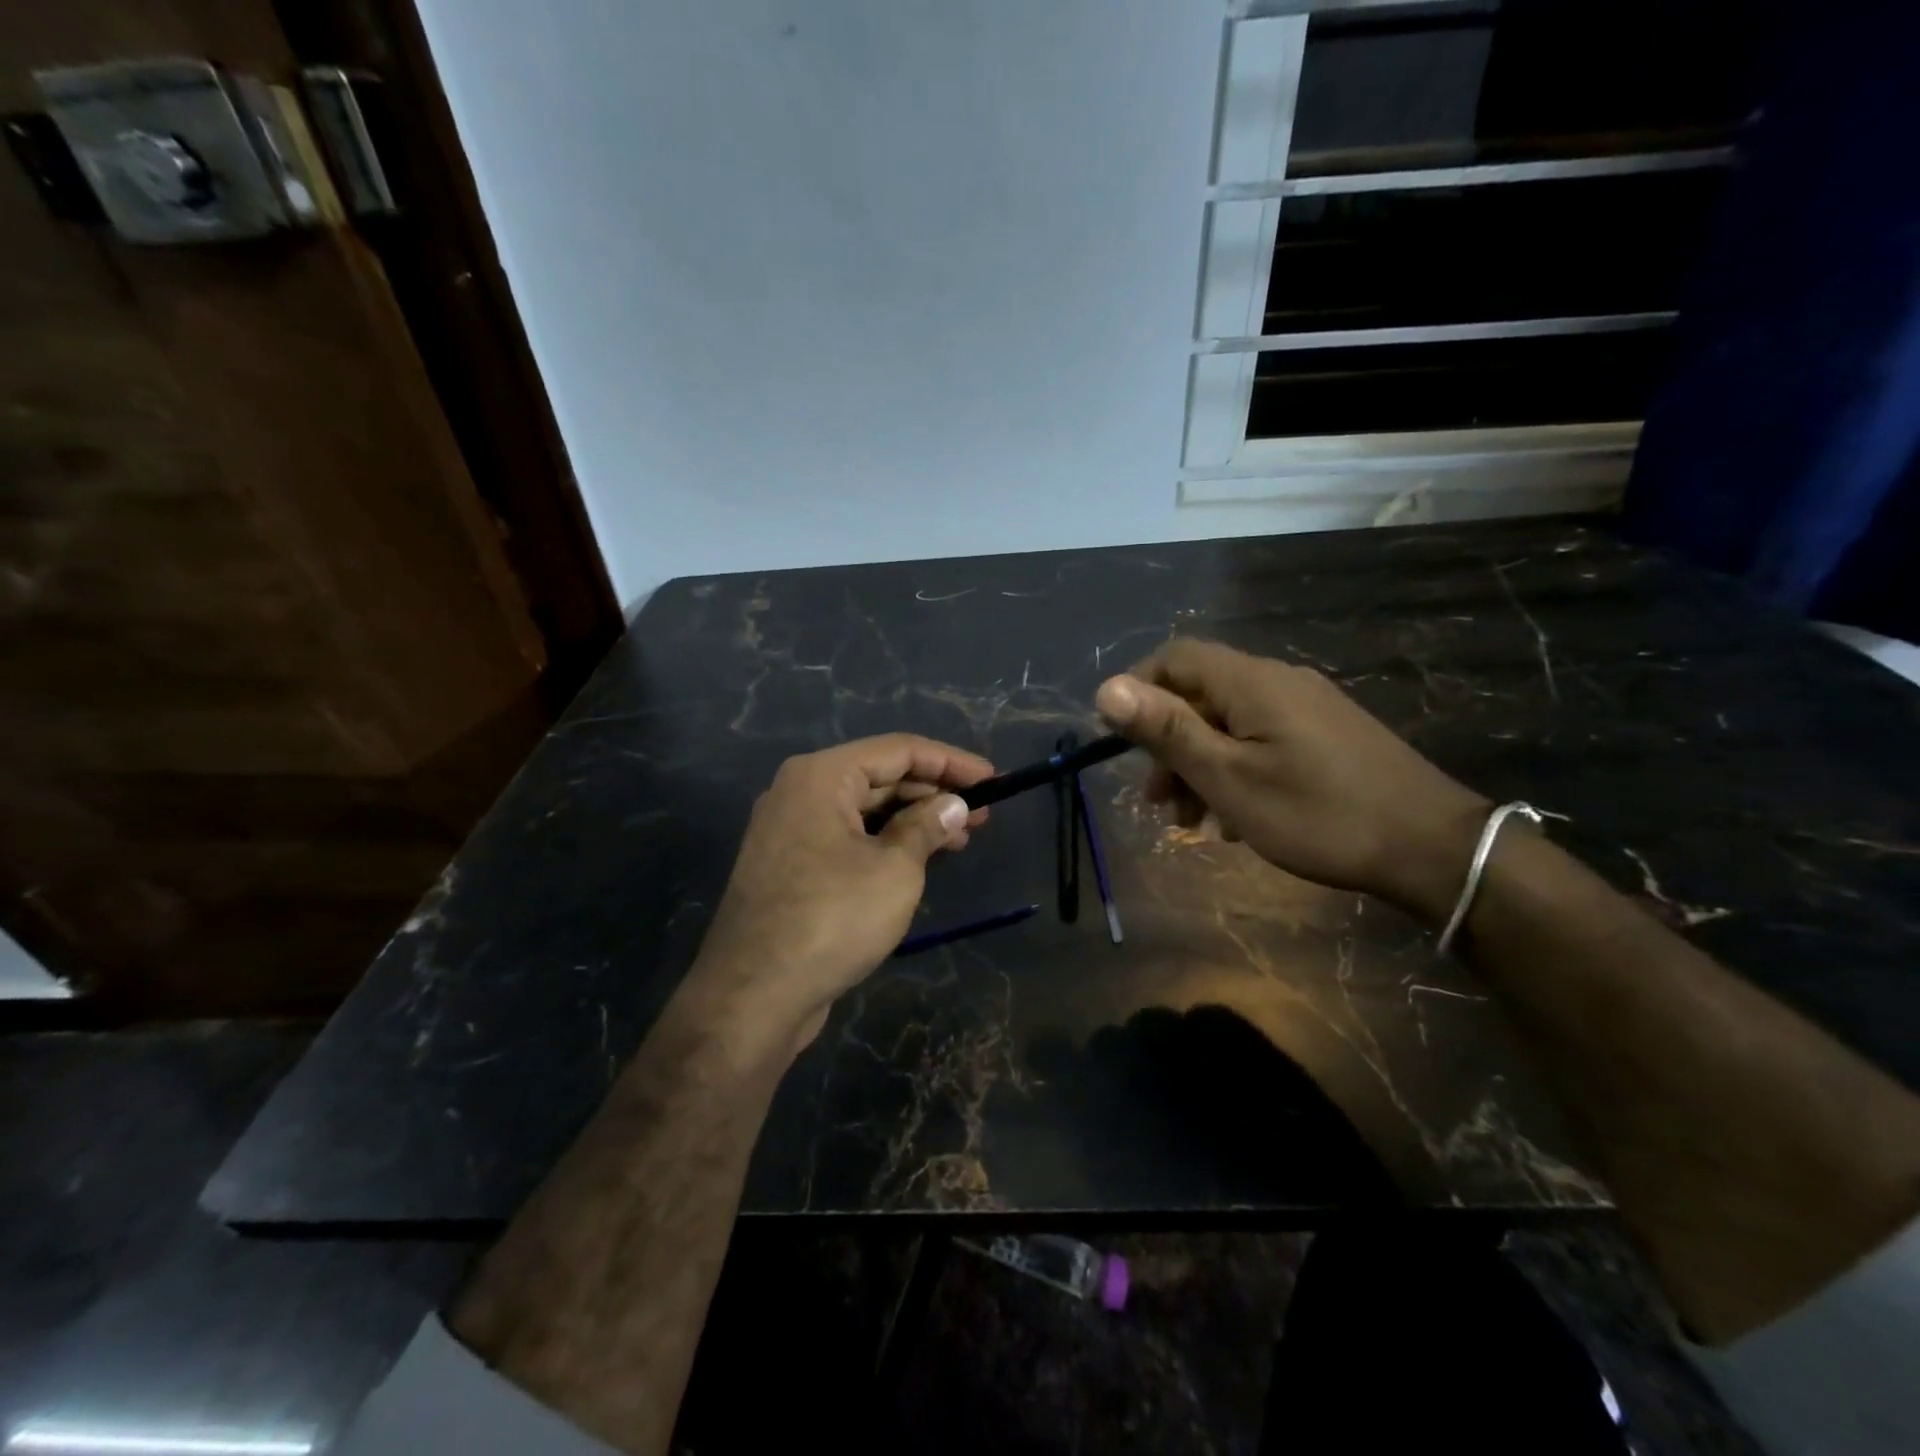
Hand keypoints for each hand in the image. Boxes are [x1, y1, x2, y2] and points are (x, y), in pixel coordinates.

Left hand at [689, 734, 994, 1053]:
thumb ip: (927, 827)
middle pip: (880, 778)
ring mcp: (791, 830)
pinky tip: (920, 859)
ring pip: (865, 811)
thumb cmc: (832, 919)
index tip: (993, 779)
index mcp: (821, 776)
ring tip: (961, 839)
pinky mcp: (791, 866)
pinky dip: (886, 843)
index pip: (898, 750)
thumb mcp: (895, 869)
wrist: (753, 995)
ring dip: (913, 820)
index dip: (951, 762)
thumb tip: (953, 805)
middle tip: (983, 814)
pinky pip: (848, 838)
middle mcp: (800, 792)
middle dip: (934, 793)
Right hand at [1095, 639, 1487, 921]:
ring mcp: (1308, 708)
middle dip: (1168, 744)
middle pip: (1201, 695)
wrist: (1433, 849)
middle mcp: (1279, 682)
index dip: (1138, 689)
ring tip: (1193, 822)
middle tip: (1157, 801)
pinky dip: (1235, 772)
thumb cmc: (1317, 813)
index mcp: (1251, 682)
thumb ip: (1167, 730)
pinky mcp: (1327, 736)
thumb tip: (1106, 688)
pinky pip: (1262, 741)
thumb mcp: (1228, 778)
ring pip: (1230, 724)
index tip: (1120, 742)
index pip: (1175, 657)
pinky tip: (1236, 820)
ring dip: (1199, 766)